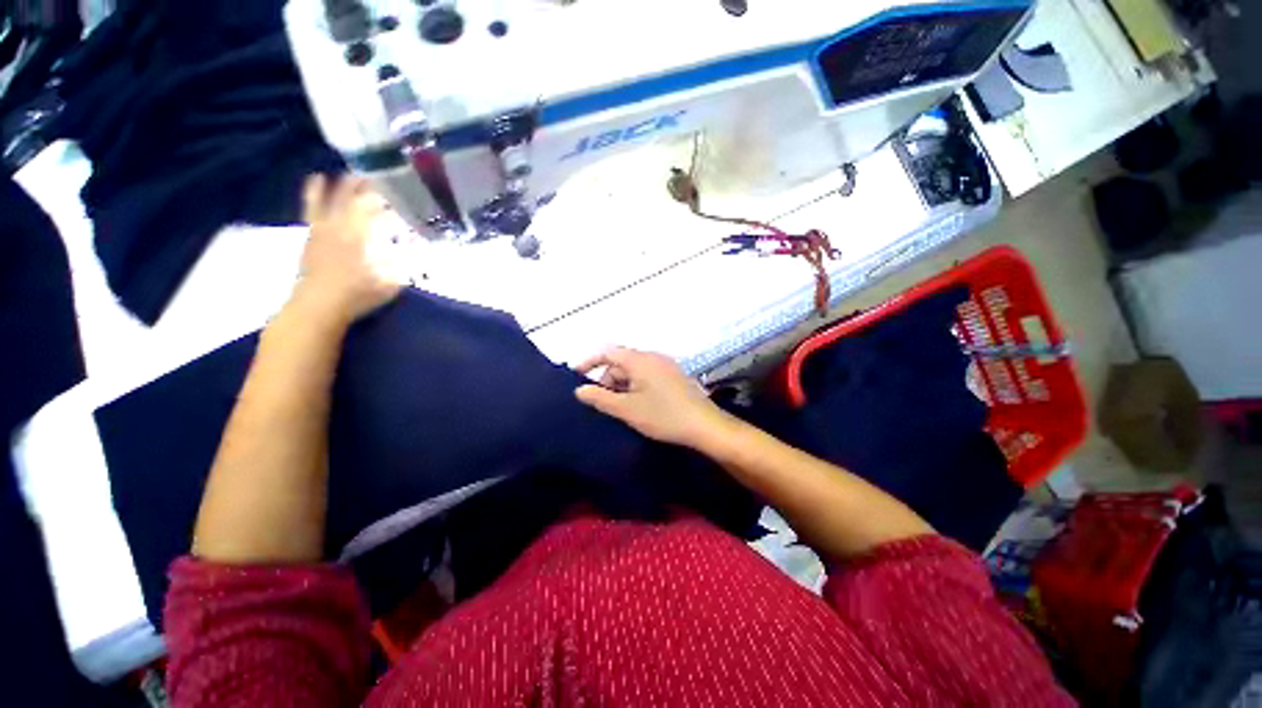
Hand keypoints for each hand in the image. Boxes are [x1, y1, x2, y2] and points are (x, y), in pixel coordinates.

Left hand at [292, 174, 400, 325]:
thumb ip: (399, 270)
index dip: (376, 198)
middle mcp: (336, 230)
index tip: (386, 188)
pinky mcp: (309, 243)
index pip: (367, 210)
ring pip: (321, 205)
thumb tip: (414, 261)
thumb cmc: (355, 296)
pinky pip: (311, 216)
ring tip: (324, 176)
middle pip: (344, 202)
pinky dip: (312, 203)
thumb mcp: (387, 285)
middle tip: (364, 175)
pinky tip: (314, 199)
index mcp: (356, 238)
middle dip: (354, 188)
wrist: (317, 306)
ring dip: (327, 191)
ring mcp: (319, 235)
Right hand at [575, 347, 731, 447]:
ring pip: (634, 370)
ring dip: (622, 385)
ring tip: (619, 408)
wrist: (705, 425)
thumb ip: (601, 398)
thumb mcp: (627, 409)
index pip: (608, 352)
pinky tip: (637, 405)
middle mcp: (653, 357)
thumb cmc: (664, 416)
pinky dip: (635, 387)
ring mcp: (665, 366)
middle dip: (607, 379)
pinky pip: (647, 376)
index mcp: (640, 360)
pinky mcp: (674, 376)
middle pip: (621, 362)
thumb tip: (579, 390)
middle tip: (601, 403)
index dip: (589, 362)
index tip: (576, 376)